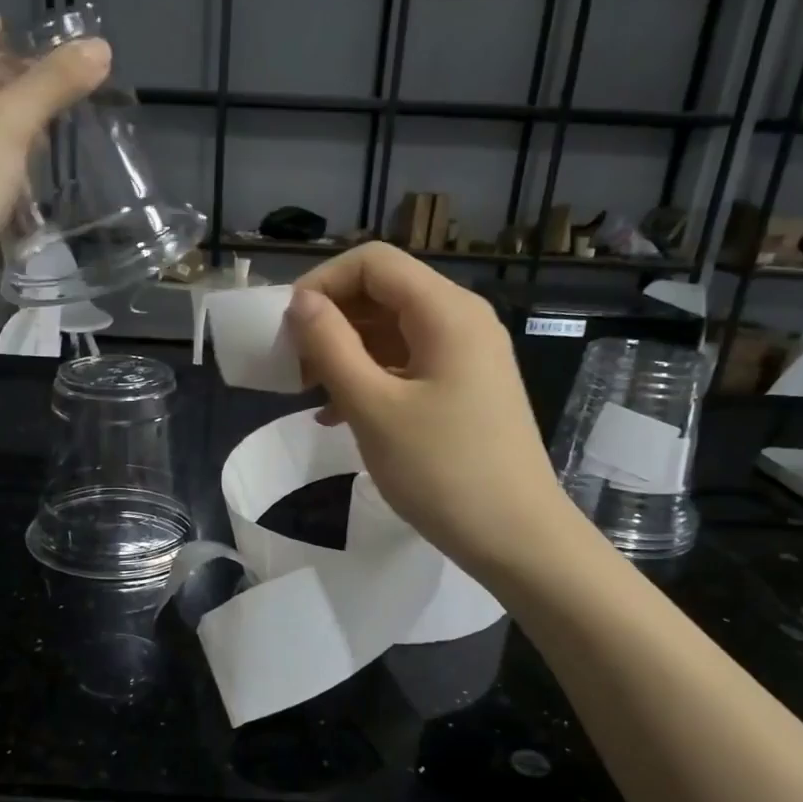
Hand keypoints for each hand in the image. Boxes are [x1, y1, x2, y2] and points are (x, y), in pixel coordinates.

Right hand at [285, 242, 579, 576]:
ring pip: (392, 330)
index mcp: (445, 312)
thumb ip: (331, 346)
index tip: (286, 329)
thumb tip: (299, 303)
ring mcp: (467, 356)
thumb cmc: (442, 471)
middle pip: (383, 292)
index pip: (373, 262)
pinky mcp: (465, 388)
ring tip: (309, 392)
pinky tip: (339, 414)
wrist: (516, 538)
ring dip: (346, 352)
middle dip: (331, 320)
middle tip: (292, 365)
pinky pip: (407, 363)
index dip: (322, 284)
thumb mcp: (374, 408)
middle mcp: (461, 320)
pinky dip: (370, 377)